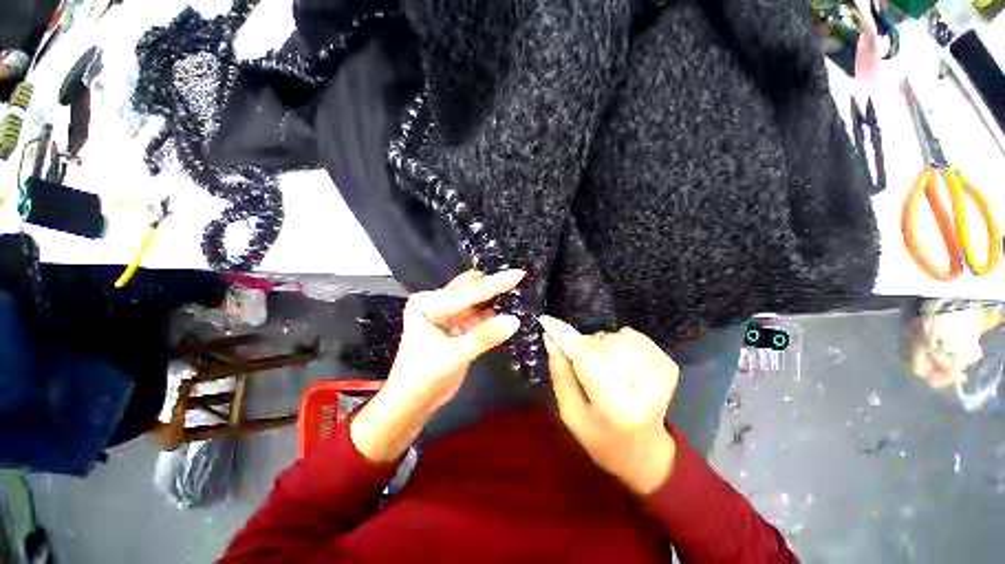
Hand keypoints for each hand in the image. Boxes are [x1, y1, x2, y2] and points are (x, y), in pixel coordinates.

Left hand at [351, 269, 523, 462]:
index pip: (467, 293)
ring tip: (520, 288)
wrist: (413, 403)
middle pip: (471, 289)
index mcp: (428, 303)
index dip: (494, 284)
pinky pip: (480, 316)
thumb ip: (486, 336)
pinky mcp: (458, 327)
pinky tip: (510, 307)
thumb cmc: (424, 377)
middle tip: (519, 277)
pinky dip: (494, 314)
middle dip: (493, 284)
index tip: (517, 273)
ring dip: (495, 298)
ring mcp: (449, 315)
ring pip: (477, 302)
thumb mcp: (455, 356)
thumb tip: (515, 320)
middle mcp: (437, 304)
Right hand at [540, 316, 679, 494]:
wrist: (647, 454)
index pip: (586, 358)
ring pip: (613, 336)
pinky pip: (630, 334)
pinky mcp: (669, 364)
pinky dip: (619, 344)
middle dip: (583, 348)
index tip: (546, 321)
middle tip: (585, 369)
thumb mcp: (570, 414)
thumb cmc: (602, 438)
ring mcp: (661, 373)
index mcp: (616, 407)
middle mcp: (644, 387)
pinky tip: (621, 366)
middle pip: (598, 343)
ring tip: (605, 371)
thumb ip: (560, 374)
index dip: (564, 336)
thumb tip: (551, 339)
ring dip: (601, 347)